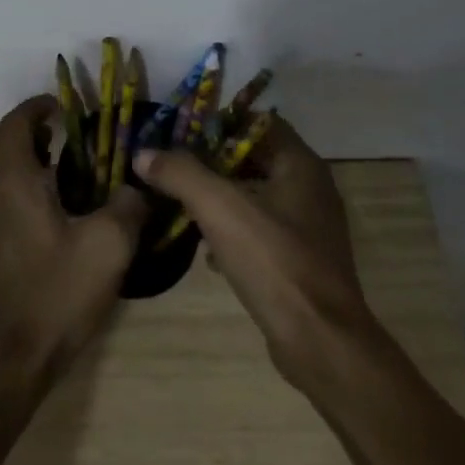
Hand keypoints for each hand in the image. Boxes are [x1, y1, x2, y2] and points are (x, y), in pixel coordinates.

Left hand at [0, 95, 147, 402]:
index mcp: (12, 179)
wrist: (4, 360)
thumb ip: (127, 207)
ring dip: (19, 156)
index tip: (65, 107)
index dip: (38, 107)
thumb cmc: (54, 294)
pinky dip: (14, 182)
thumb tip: (135, 187)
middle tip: (62, 136)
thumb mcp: (107, 248)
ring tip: (62, 169)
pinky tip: (50, 210)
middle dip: (25, 128)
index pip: (14, 122)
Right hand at [134, 116, 380, 391]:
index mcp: (300, 165)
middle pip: (253, 158)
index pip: (259, 122)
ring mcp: (308, 228)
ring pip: (254, 196)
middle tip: (172, 163)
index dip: (220, 121)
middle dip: (211, 161)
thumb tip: (143, 153)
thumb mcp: (220, 208)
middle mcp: (310, 189)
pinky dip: (231, 231)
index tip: (181, 129)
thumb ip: (180, 174)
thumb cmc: (274, 261)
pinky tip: (205, 250)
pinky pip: (259, 231)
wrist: (321, 343)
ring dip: (219, 197)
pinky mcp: (299, 261)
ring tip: (180, 201)